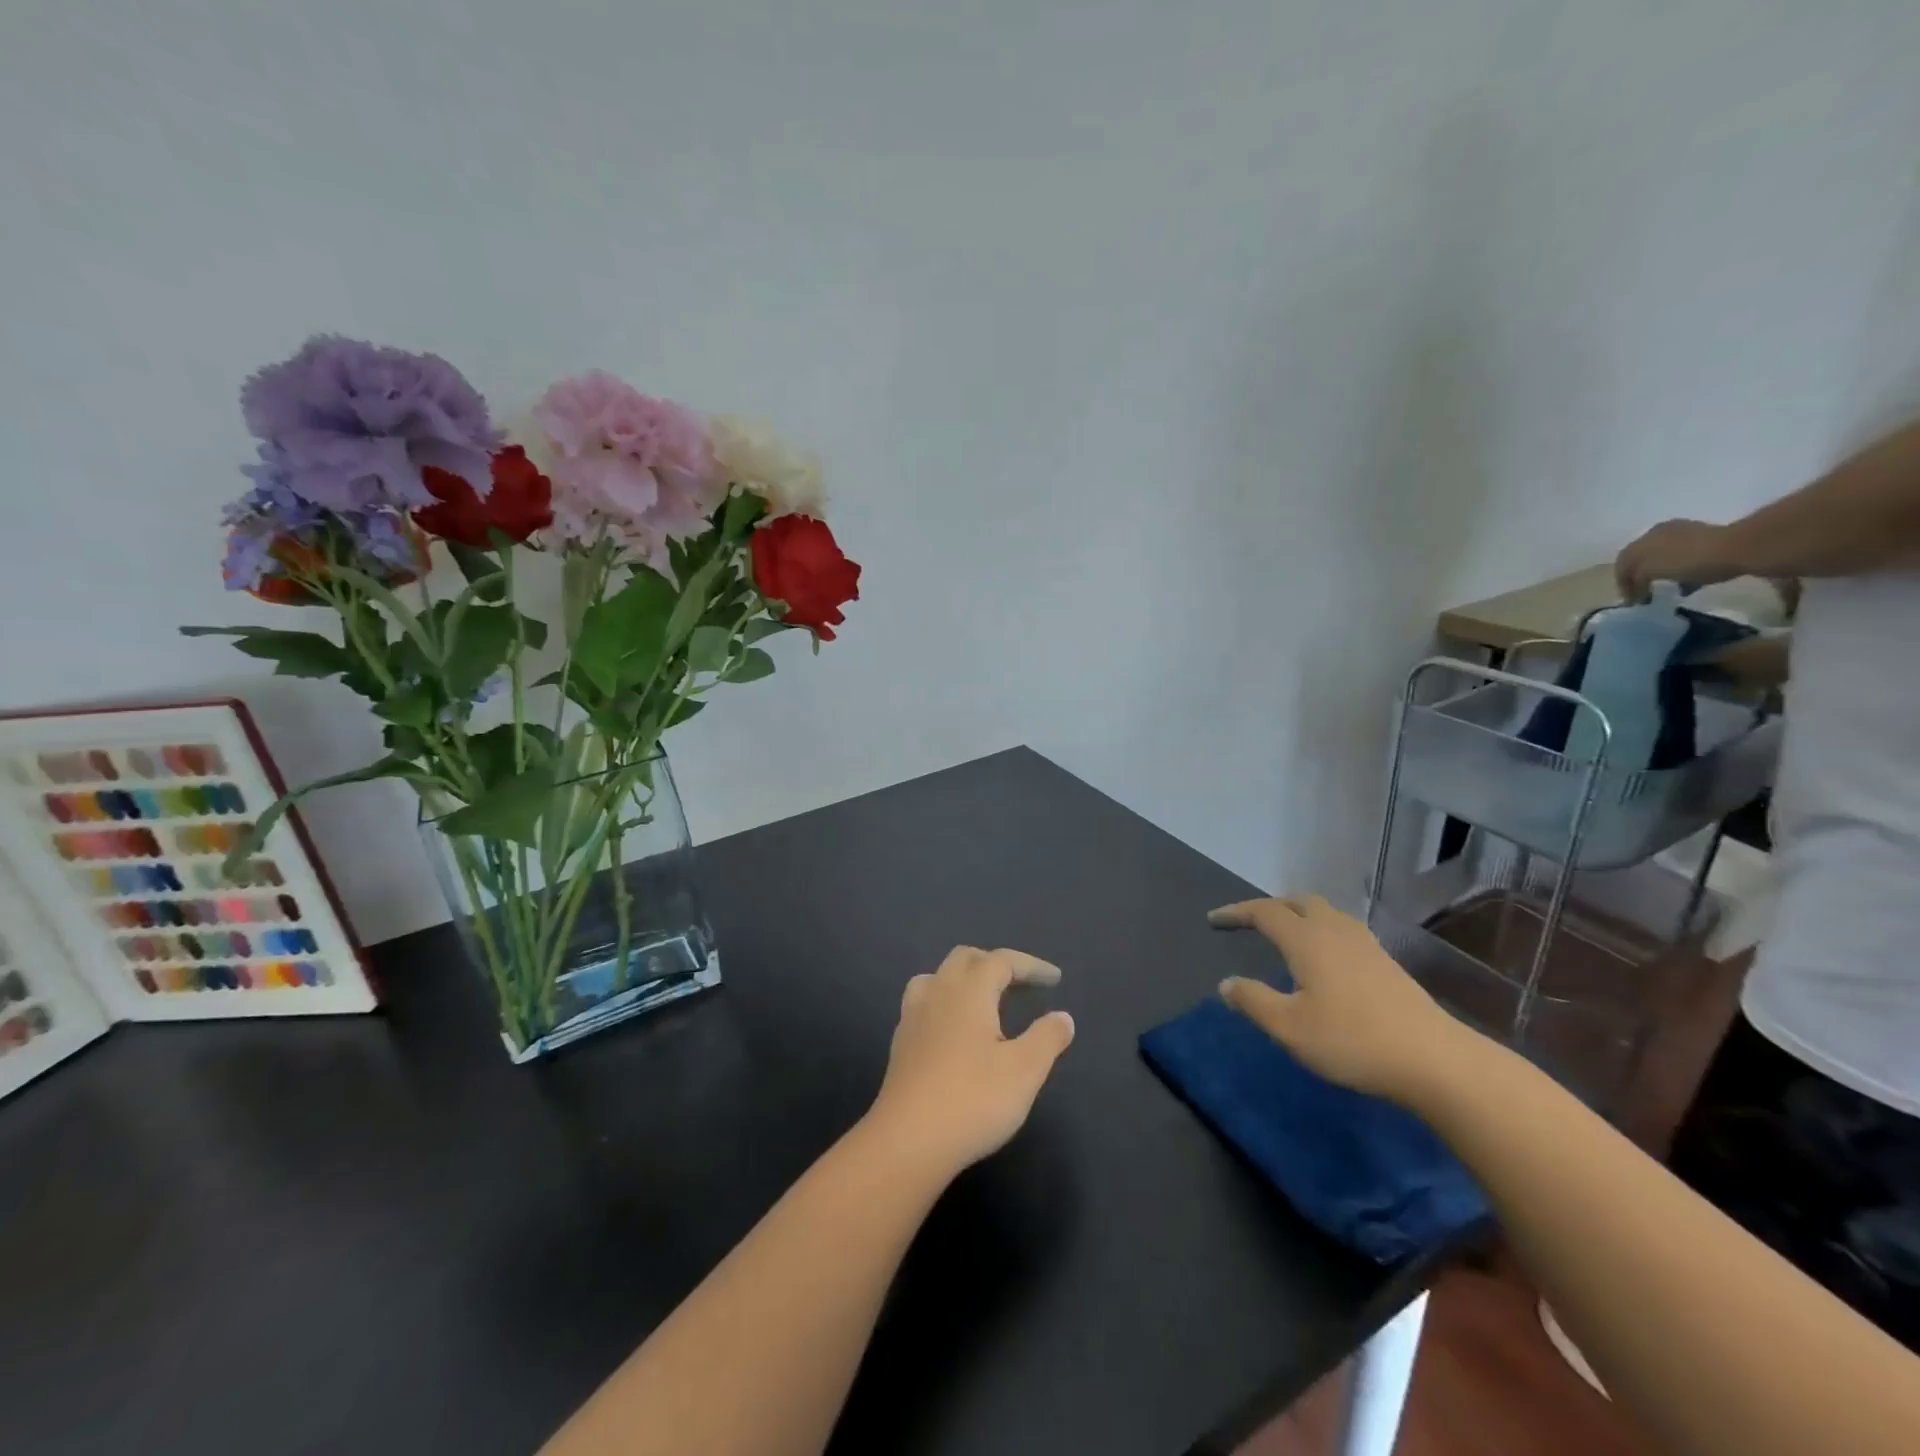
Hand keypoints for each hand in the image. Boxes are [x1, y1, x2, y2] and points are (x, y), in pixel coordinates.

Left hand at [866, 946, 1074, 1175]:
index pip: (1001, 961)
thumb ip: (1047, 1038)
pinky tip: (955, 1032)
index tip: (1054, 979)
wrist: (907, 1141)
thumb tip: (1063, 1016)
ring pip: (938, 977)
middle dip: (995, 964)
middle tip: (1021, 985)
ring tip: (984, 1002)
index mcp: (969, 990)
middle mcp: (938, 992)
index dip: (1030, 965)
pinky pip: (924, 1003)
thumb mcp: (1024, 1071)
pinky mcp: (900, 1043)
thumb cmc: (973, 1100)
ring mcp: (913, 1016)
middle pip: (966, 959)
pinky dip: (946, 1003)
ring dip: (964, 979)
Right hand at [1210, 895, 1467, 1103]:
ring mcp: (1365, 944)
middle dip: (1269, 906)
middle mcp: (1334, 931)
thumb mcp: (1289, 1028)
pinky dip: (1320, 929)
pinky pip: (1342, 928)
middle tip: (1249, 922)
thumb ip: (1253, 1001)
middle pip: (1298, 901)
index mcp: (1307, 940)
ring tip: (1284, 934)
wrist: (1434, 1060)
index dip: (1236, 912)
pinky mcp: (1385, 962)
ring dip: (1298, 915)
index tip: (1213, 921)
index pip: (1264, 912)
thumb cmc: (1352, 1041)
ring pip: (1324, 912)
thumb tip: (1226, 984)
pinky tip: (1323, 957)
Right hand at [1613, 519, 1739, 601]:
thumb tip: (1636, 590)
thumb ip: (1636, 579)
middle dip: (1639, 577)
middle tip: (1643, 594)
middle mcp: (1661, 532)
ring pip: (1662, 558)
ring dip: (1659, 574)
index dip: (1622, 583)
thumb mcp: (1652, 570)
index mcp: (1645, 537)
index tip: (1630, 601)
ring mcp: (1686, 533)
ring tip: (1665, 589)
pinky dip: (1679, 571)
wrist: (1740, 548)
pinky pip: (1683, 558)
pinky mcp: (1708, 539)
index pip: (1622, 563)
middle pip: (1641, 559)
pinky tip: (1686, 582)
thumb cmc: (1690, 561)